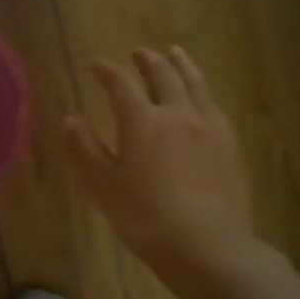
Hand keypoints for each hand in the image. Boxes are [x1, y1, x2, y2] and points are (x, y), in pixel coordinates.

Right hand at [67, 46, 252, 269]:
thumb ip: (86, 149)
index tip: (95, 64)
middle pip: (162, 74)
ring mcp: (208, 126)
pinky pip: (213, 104)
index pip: (120, 83)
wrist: (208, 246)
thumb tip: (70, 119)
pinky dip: (201, 90)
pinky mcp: (229, 143)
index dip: (106, 70)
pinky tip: (201, 97)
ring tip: (174, 52)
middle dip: (146, 60)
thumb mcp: (105, 186)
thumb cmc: (146, 218)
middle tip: (137, 53)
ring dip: (180, 63)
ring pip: (194, 82)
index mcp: (142, 121)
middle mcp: (176, 113)